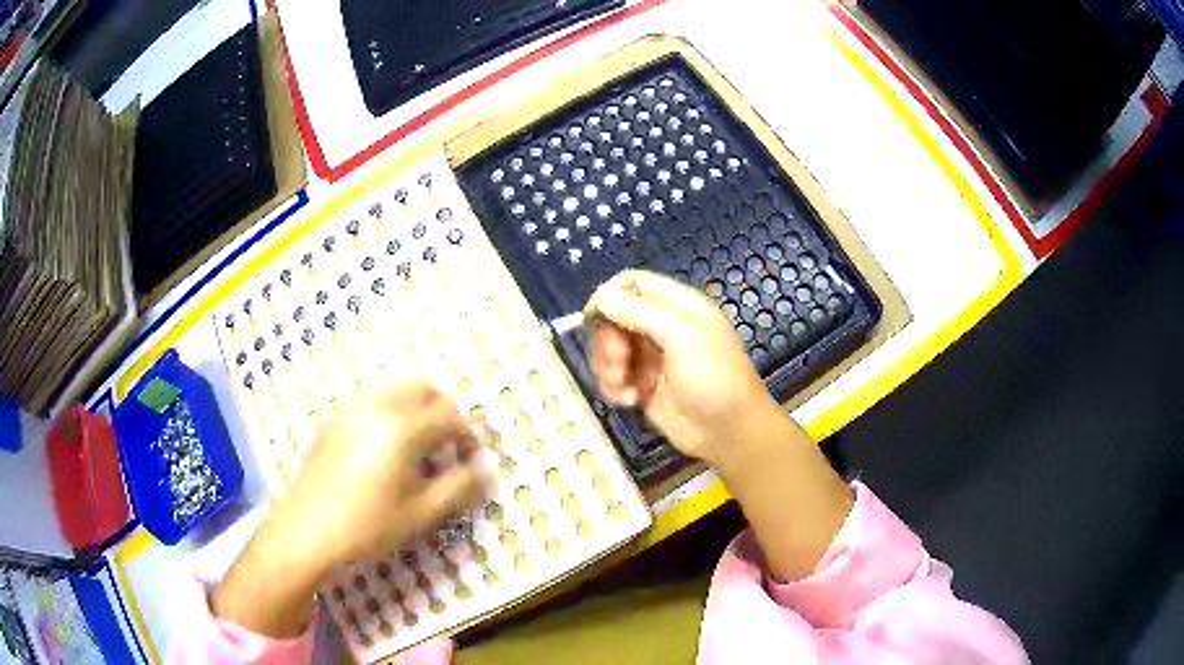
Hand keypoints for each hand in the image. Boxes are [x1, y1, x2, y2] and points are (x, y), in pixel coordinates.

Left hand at [213, 379, 489, 637]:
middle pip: (422, 386)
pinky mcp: (333, 420)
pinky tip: (383, 448)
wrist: (306, 530)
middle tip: (446, 445)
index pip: (449, 416)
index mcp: (402, 427)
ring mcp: (350, 409)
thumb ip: (459, 488)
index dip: (467, 435)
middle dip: (442, 410)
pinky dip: (389, 411)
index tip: (471, 459)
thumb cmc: (367, 526)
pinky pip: (370, 400)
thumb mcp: (420, 514)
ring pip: (393, 388)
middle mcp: (377, 406)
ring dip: (415, 407)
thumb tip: (486, 471)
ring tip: (417, 445)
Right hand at [586, 269, 776, 462]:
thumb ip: (641, 311)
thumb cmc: (714, 377)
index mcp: (677, 305)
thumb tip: (601, 297)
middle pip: (613, 317)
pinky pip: (613, 377)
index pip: (631, 283)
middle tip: (619, 362)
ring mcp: (650, 357)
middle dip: (608, 340)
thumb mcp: (683, 335)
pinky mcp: (642, 386)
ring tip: (625, 389)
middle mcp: (661, 326)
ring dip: (608, 367)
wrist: (728, 432)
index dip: (609, 295)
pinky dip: (614, 388)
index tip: (593, 318)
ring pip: (608, 349)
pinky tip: (631, 401)